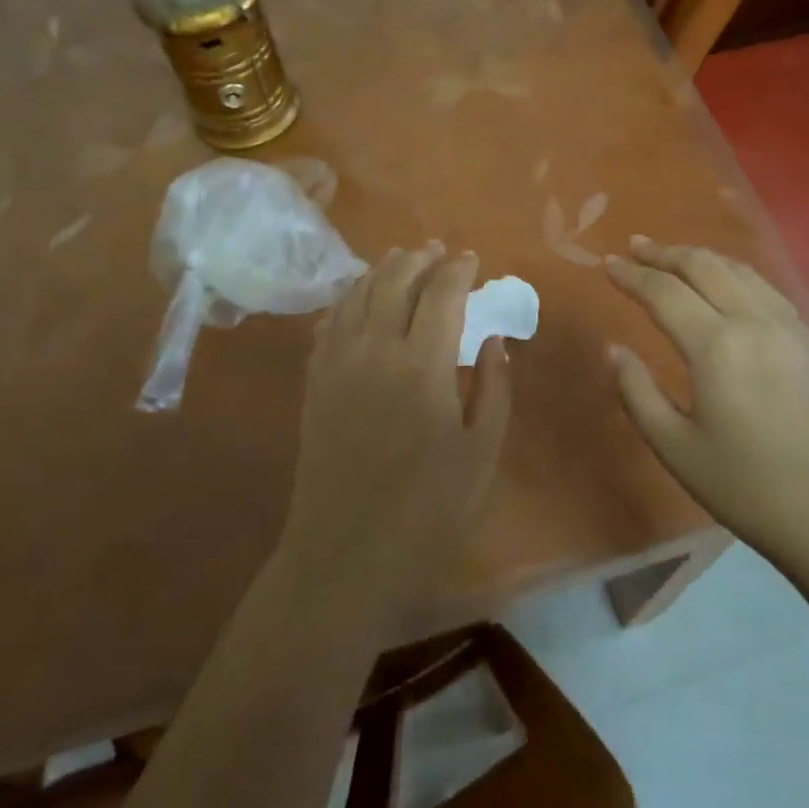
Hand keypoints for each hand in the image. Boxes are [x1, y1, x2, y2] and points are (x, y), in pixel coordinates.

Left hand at [280, 244, 510, 621]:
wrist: (345, 555)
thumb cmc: (427, 510)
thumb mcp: (481, 452)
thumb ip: (493, 387)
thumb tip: (493, 339)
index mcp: (422, 364)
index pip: (441, 293)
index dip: (458, 269)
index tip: (472, 259)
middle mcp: (375, 349)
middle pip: (395, 281)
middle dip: (419, 259)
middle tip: (438, 251)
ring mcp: (337, 363)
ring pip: (358, 294)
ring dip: (382, 269)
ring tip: (401, 258)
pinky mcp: (315, 382)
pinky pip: (329, 321)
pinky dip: (348, 297)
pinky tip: (357, 297)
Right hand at [604, 237, 808, 566]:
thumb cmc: (748, 488)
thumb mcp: (676, 448)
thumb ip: (638, 392)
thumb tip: (614, 350)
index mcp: (716, 346)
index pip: (664, 292)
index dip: (631, 275)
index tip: (606, 265)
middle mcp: (753, 321)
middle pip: (703, 266)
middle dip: (664, 253)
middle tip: (635, 247)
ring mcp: (788, 326)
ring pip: (738, 269)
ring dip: (700, 257)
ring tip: (674, 257)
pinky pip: (765, 287)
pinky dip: (734, 273)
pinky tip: (727, 283)